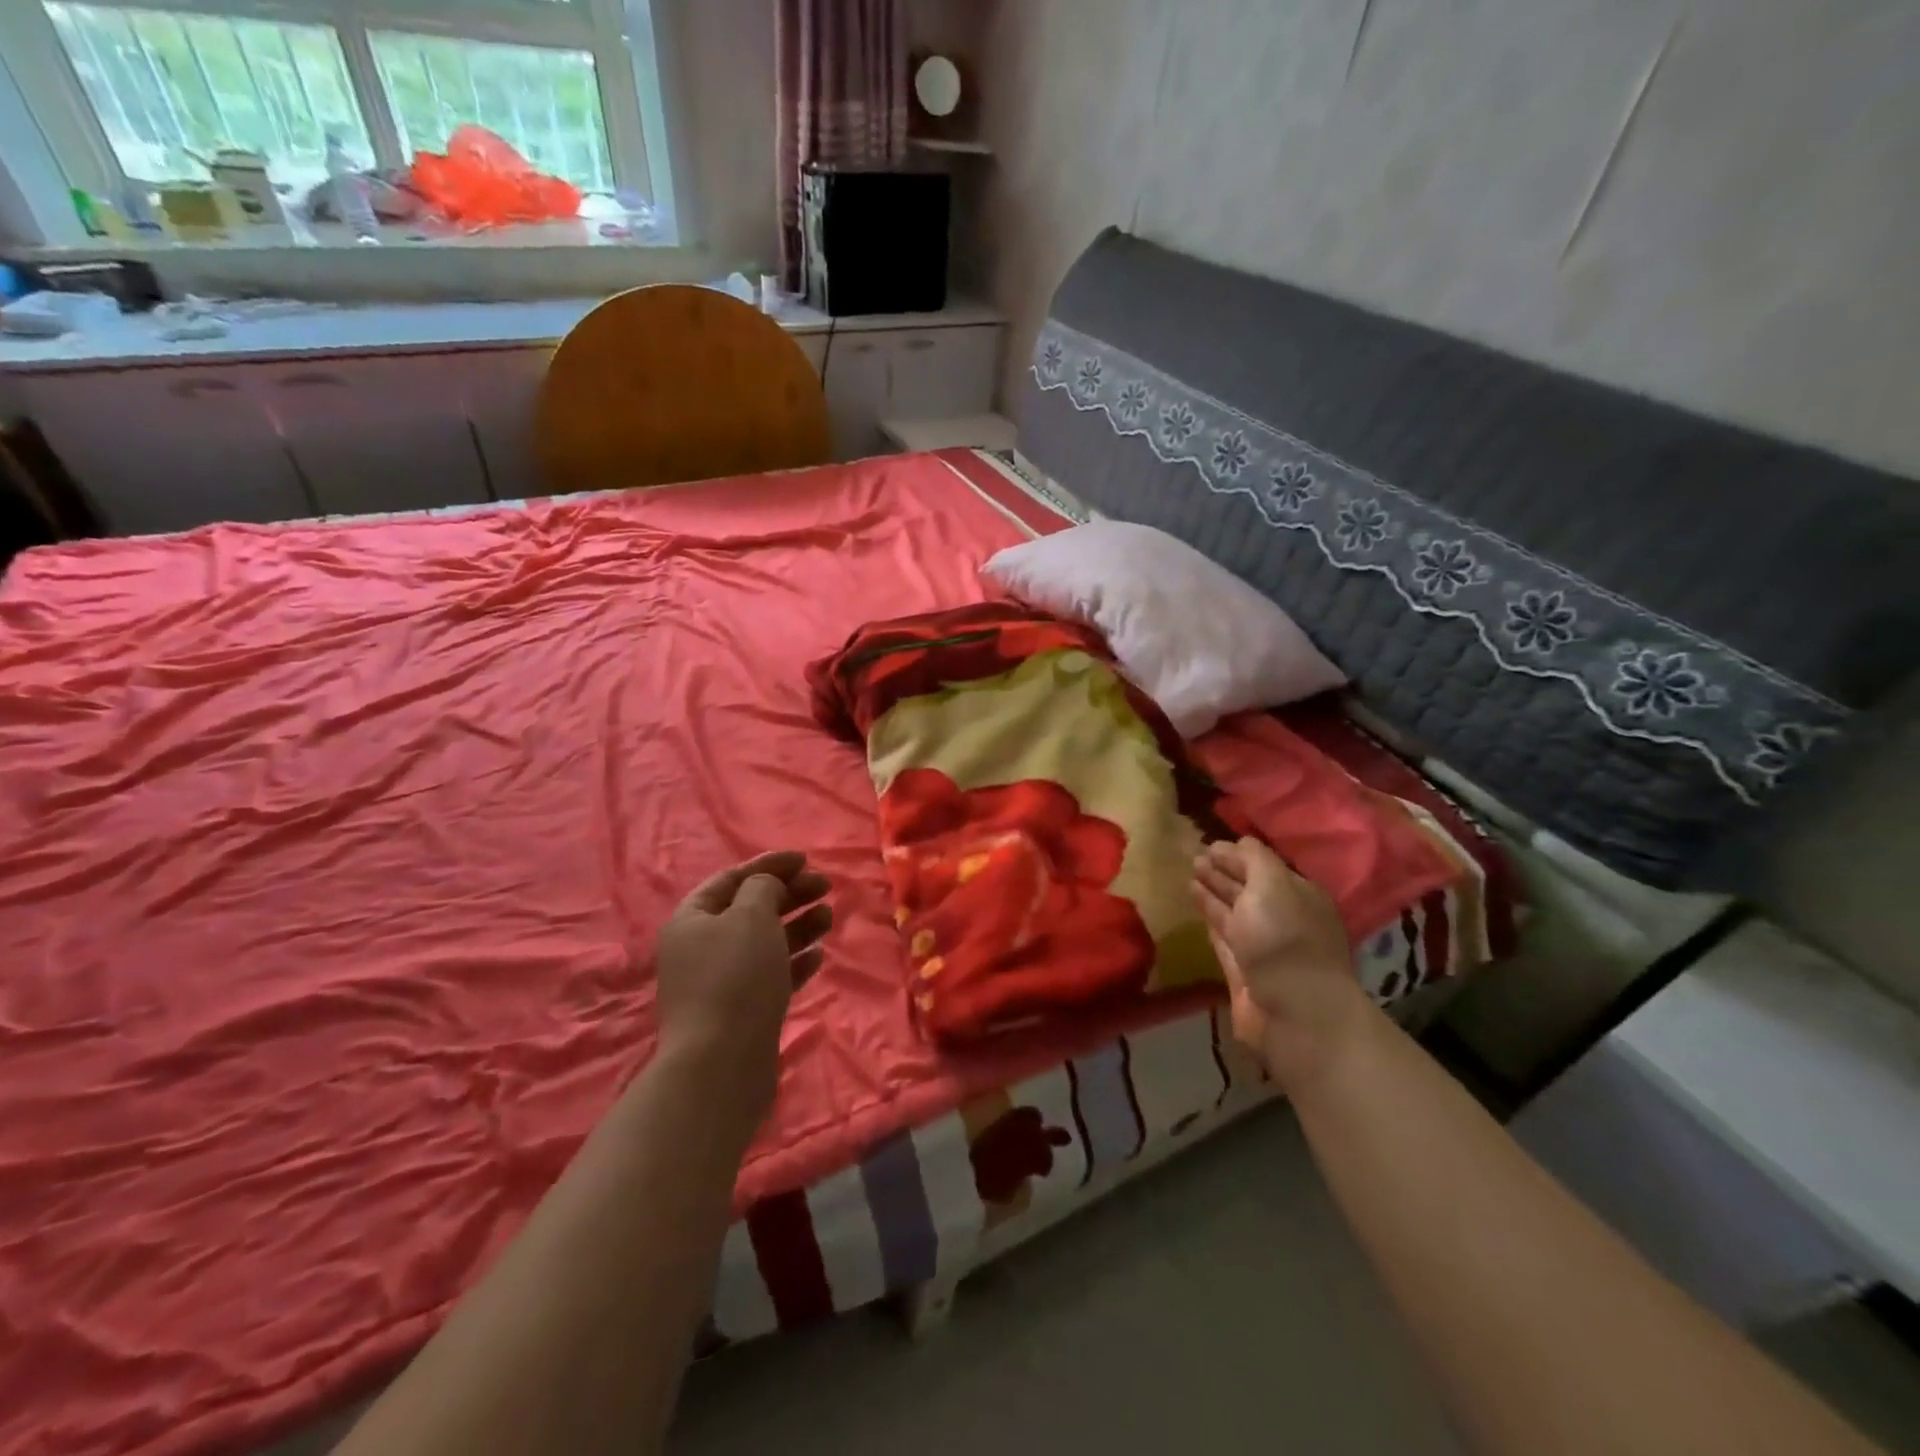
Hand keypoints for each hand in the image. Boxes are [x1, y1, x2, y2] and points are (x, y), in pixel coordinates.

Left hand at [653, 851, 831, 1110]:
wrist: (721, 1063)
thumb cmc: (734, 976)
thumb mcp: (751, 915)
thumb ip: (763, 888)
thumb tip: (767, 887)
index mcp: (692, 919)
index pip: (731, 879)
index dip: (768, 864)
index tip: (805, 859)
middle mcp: (702, 948)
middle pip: (750, 909)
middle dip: (788, 894)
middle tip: (825, 886)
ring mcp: (721, 982)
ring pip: (764, 942)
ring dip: (797, 926)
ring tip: (828, 916)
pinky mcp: (742, 1011)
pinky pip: (771, 975)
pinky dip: (795, 961)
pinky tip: (818, 955)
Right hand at [1192, 838, 1371, 1091]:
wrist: (1295, 1014)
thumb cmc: (1285, 939)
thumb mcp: (1272, 884)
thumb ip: (1255, 859)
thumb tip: (1240, 841)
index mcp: (1298, 895)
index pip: (1263, 866)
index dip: (1236, 854)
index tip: (1206, 844)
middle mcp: (1282, 918)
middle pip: (1248, 889)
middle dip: (1222, 872)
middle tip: (1192, 858)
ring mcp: (1263, 947)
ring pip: (1233, 912)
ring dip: (1212, 894)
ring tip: (1188, 878)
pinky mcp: (1244, 972)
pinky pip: (1224, 938)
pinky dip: (1210, 921)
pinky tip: (1196, 906)